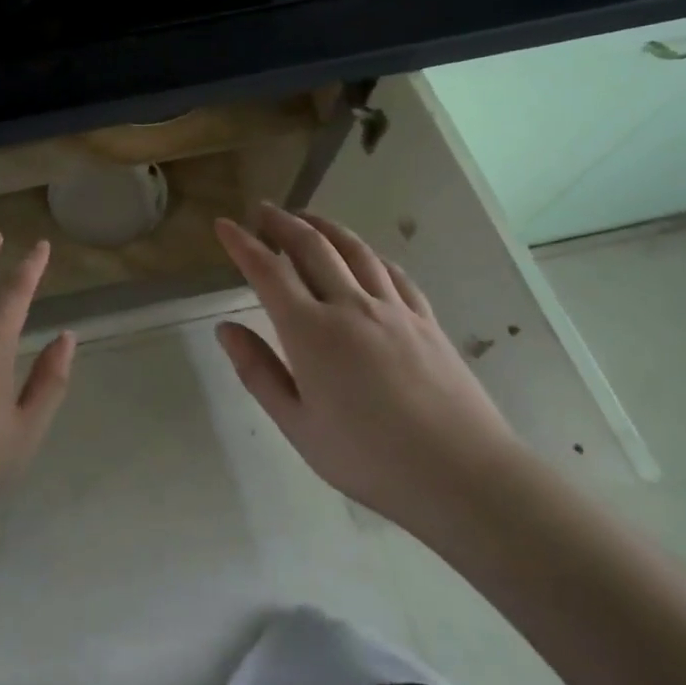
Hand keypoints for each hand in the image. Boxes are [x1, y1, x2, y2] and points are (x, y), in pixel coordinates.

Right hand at [213, 204, 523, 540]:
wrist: (462, 474)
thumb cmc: (368, 458)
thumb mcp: (297, 425)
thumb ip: (258, 372)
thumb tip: (225, 328)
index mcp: (311, 331)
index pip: (268, 271)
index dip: (242, 244)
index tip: (223, 224)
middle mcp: (350, 306)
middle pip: (312, 247)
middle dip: (282, 223)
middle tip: (262, 210)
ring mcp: (393, 309)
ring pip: (354, 250)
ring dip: (325, 227)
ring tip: (307, 218)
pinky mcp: (426, 320)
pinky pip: (392, 272)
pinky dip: (369, 254)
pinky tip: (365, 256)